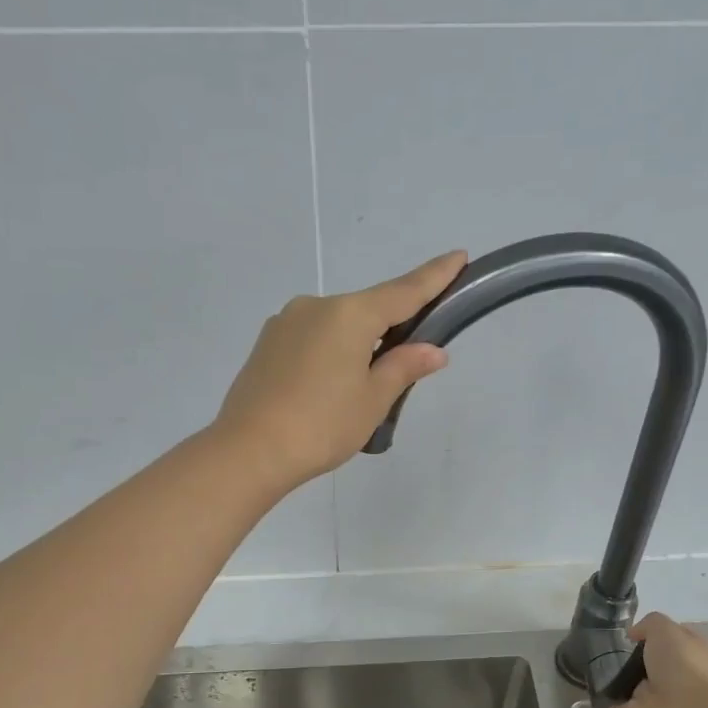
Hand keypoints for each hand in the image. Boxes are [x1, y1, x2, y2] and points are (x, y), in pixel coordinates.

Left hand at [211, 252, 463, 491]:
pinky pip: (310, 340)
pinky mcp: (266, 344)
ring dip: (355, 346)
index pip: (403, 291)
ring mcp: (285, 323)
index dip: (434, 277)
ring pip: (335, 327)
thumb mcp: (373, 400)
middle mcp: (315, 306)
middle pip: (366, 311)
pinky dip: (328, 355)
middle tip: (403, 366)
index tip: (457, 256)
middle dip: (389, 330)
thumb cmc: (322, 425)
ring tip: (354, 393)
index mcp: (349, 314)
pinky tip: (324, 389)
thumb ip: (404, 367)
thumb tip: (432, 350)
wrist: (249, 450)